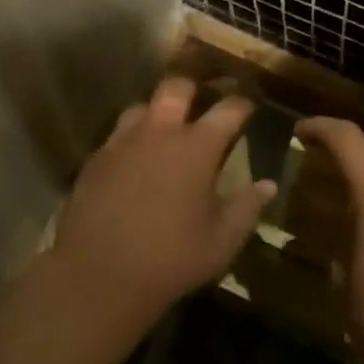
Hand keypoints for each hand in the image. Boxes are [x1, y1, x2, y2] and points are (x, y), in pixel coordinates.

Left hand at [47, 78, 273, 326]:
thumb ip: (248, 207)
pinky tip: (136, 160)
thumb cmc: (171, 259)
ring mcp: (122, 143)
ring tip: (167, 130)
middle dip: (195, 89)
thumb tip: (268, 185)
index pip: (228, 109)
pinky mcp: (95, 160)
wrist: (99, 275)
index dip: (242, 104)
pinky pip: (118, 135)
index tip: (249, 106)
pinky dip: (132, 139)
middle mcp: (159, 133)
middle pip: (177, 87)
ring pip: (142, 106)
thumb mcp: (222, 241)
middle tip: (204, 102)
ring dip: (158, 112)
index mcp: (197, 147)